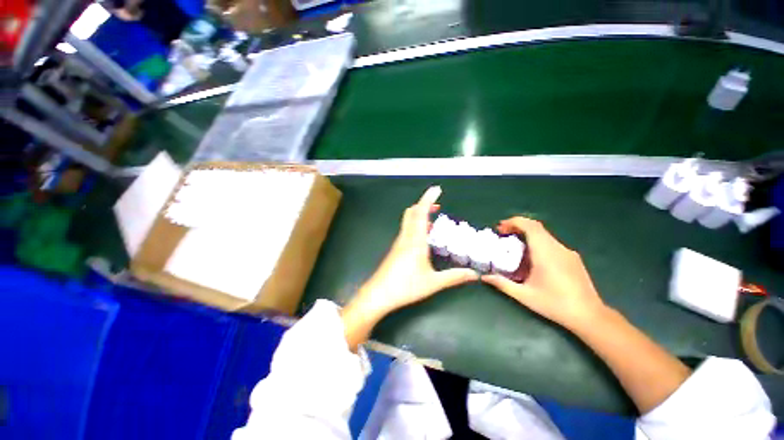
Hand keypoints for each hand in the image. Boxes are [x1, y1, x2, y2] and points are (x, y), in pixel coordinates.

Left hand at [356, 186, 478, 315]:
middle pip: (412, 213)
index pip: (421, 213)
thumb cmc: (405, 287)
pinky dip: (415, 224)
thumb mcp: (432, 283)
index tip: (436, 189)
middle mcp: (406, 238)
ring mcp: (399, 242)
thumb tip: (474, 274)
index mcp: (416, 241)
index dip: (428, 199)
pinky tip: (422, 235)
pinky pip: (406, 230)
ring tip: (432, 217)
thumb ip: (454, 277)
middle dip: (423, 204)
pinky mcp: (395, 249)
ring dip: (419, 214)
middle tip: (436, 203)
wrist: (379, 294)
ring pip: (407, 220)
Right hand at [482, 217, 606, 329]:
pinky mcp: (572, 258)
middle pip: (536, 227)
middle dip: (517, 227)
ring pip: (544, 235)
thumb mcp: (524, 295)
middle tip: (503, 234)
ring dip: (527, 235)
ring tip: (514, 247)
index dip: (514, 222)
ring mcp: (567, 252)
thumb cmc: (555, 304)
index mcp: (545, 253)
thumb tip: (484, 277)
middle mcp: (557, 248)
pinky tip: (532, 259)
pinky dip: (537, 243)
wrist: (589, 316)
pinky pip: (551, 244)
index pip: (531, 226)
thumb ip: (502, 283)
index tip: (500, 228)